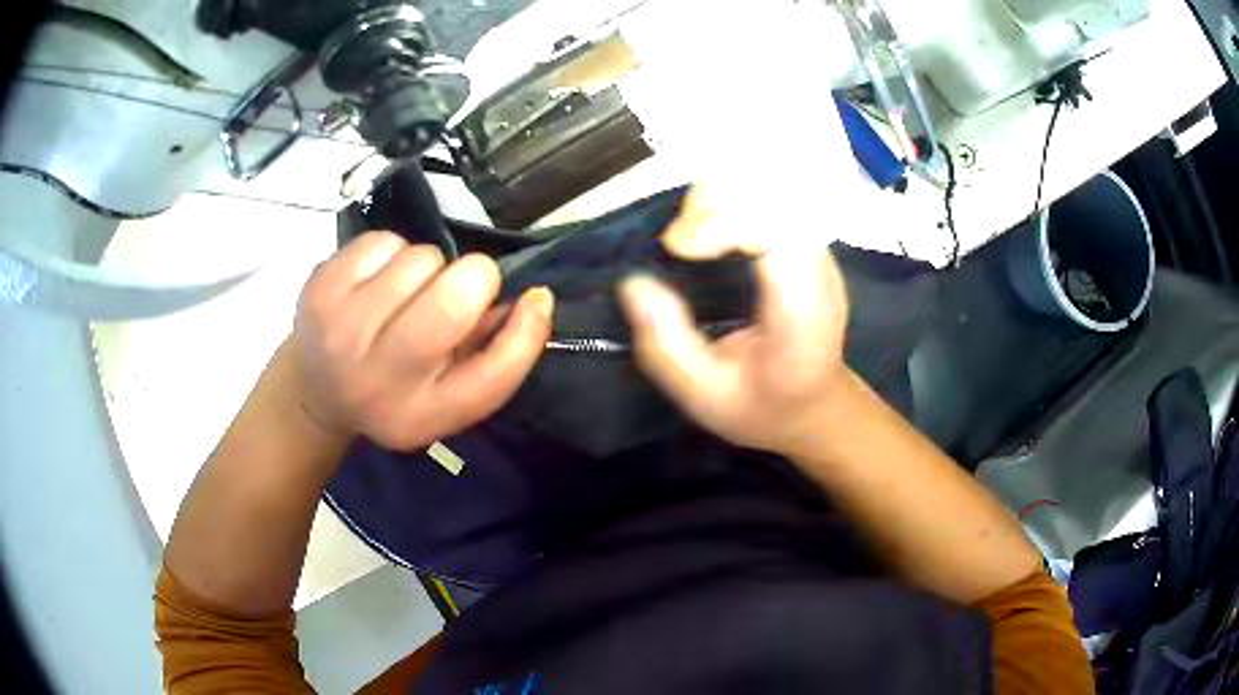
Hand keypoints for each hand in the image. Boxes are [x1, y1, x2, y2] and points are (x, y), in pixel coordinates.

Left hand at [287, 232, 553, 450]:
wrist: (315, 388)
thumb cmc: (395, 390)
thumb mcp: (447, 398)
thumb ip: (494, 356)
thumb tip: (533, 300)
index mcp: (421, 414)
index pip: (494, 375)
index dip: (528, 330)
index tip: (535, 299)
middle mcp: (380, 378)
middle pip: (454, 301)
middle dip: (474, 280)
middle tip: (457, 292)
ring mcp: (341, 328)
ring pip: (422, 259)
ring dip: (428, 269)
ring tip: (407, 294)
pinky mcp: (320, 285)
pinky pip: (386, 241)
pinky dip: (394, 252)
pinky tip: (379, 280)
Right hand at [619, 186, 850, 456]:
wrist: (817, 407)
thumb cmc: (762, 407)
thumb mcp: (703, 397)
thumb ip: (667, 346)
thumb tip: (633, 283)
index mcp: (801, 314)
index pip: (776, 233)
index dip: (723, 221)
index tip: (677, 248)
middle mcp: (820, 272)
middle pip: (776, 197)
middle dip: (716, 202)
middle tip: (678, 243)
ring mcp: (820, 252)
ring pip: (775, 189)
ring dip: (723, 195)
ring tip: (690, 235)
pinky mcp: (810, 243)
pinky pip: (772, 199)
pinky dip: (733, 199)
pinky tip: (711, 229)